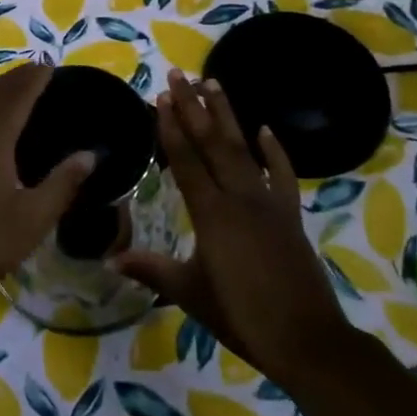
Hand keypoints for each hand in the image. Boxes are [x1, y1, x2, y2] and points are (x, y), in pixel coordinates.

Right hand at [114, 70, 351, 376]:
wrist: (306, 340)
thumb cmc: (241, 315)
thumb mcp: (190, 292)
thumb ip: (150, 269)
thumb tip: (109, 259)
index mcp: (211, 213)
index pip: (186, 160)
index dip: (171, 127)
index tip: (160, 97)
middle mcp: (239, 197)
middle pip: (212, 143)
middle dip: (193, 106)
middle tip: (179, 74)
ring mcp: (269, 203)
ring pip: (243, 148)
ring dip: (226, 115)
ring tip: (213, 83)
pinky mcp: (290, 215)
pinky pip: (283, 175)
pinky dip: (275, 151)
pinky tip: (265, 129)